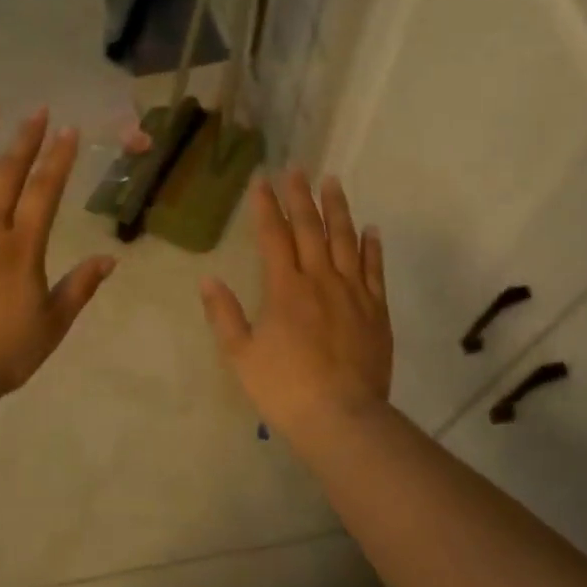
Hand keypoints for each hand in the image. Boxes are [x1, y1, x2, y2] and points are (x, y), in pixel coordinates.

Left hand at [0, 108, 116, 395]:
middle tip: (36, 111)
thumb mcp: (53, 325)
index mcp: (21, 248)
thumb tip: (110, 258)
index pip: (45, 191)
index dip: (58, 158)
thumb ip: (80, 287)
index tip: (67, 130)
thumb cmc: (3, 353)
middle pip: (6, 174)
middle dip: (24, 139)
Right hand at [200, 170, 391, 440]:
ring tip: (333, 182)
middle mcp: (320, 280)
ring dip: (338, 209)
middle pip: (310, 228)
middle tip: (298, 168)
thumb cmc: (285, 388)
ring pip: (346, 240)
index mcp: (285, 289)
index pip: (273, 236)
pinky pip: (375, 270)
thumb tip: (209, 279)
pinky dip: (372, 247)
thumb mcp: (242, 355)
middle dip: (301, 196)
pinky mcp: (377, 310)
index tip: (262, 180)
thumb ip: (225, 315)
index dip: (266, 206)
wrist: (342, 418)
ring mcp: (353, 293)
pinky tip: (371, 229)